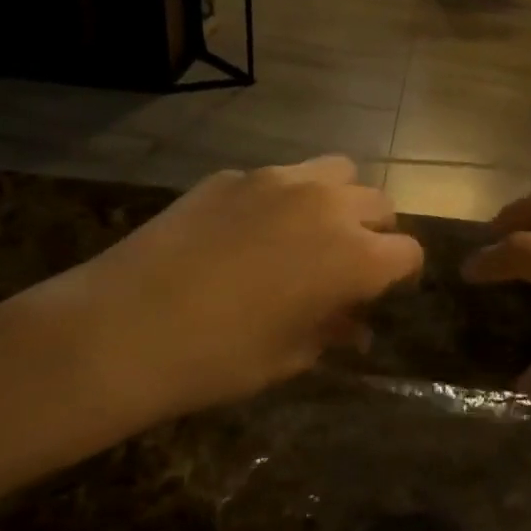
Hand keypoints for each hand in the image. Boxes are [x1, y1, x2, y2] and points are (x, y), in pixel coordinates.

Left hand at [21, 157, 421, 436]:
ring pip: (337, 171)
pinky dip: (284, 198)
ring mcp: (279, 180)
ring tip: (310, 231)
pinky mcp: (235, 174)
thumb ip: (332, 330)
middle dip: (375, 232)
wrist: (124, 327)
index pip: (407, 252)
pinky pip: (280, 177)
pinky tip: (248, 231)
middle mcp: (327, 204)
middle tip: (347, 263)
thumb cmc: (218, 358)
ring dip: (338, 199)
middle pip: (378, 203)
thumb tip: (354, 324)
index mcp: (353, 254)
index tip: (385, 292)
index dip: (402, 274)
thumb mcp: (288, 356)